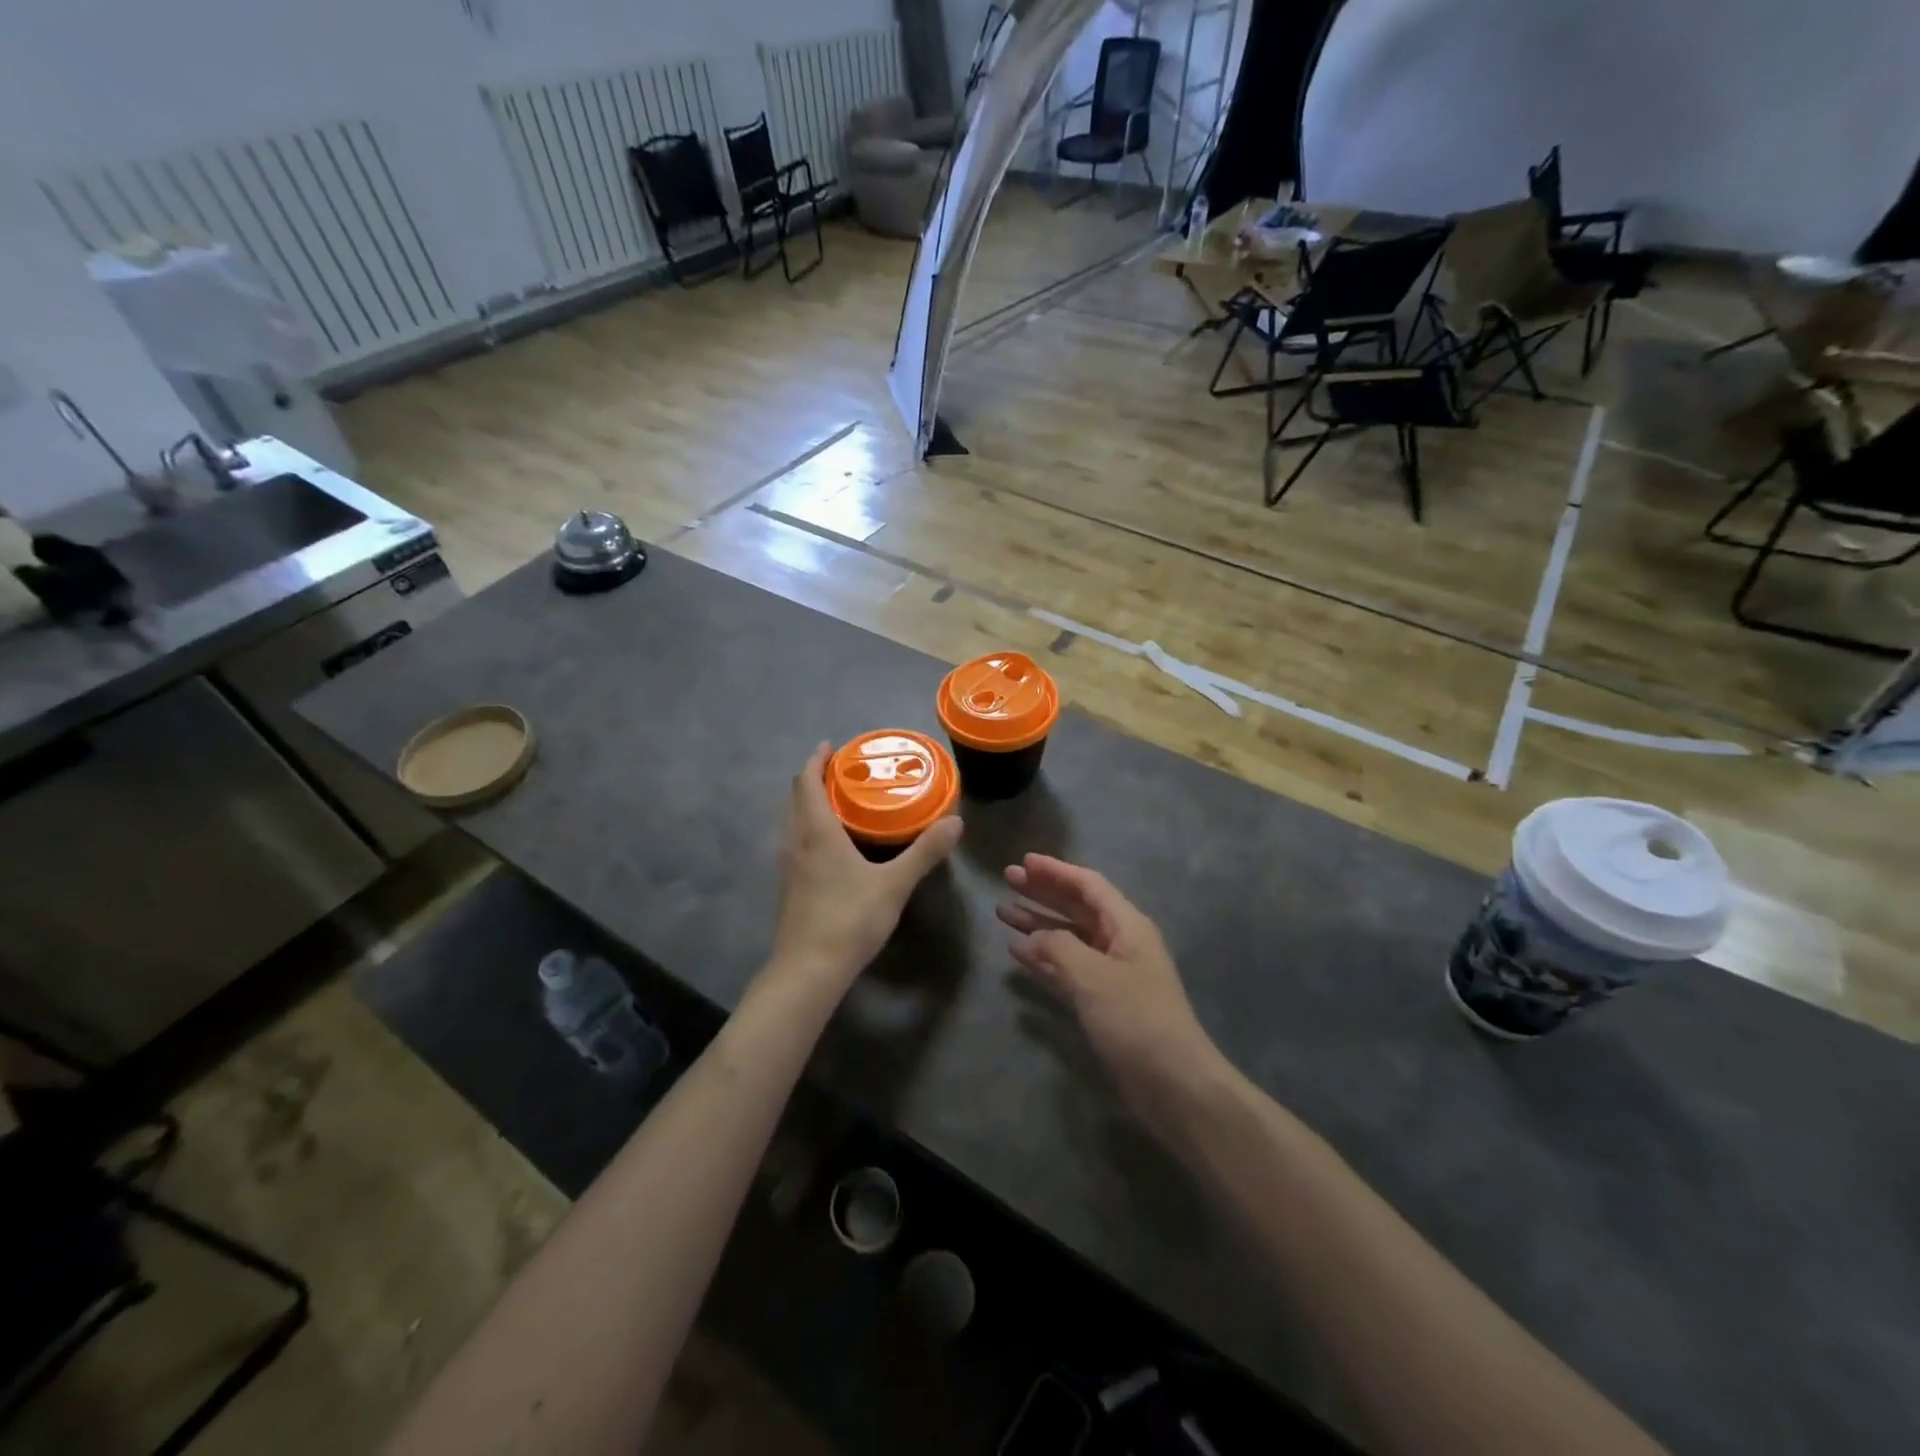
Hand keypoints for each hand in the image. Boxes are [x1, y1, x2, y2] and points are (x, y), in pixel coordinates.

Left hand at [767, 743, 961, 991]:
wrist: (808, 971)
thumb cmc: (849, 918)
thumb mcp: (894, 884)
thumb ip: (925, 852)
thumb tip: (955, 822)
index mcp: (816, 832)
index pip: (806, 782)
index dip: (816, 760)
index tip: (831, 746)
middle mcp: (794, 842)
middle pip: (796, 799)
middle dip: (815, 780)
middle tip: (843, 773)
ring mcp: (786, 867)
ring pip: (793, 823)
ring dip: (810, 806)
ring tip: (840, 805)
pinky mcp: (788, 888)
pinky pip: (795, 844)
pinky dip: (809, 831)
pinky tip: (832, 848)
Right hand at [998, 855, 1223, 1119]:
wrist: (1172, 1084)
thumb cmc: (1136, 1019)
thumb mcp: (1093, 975)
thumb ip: (1058, 946)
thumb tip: (1035, 937)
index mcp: (1127, 926)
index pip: (1088, 886)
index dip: (1056, 871)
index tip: (1024, 862)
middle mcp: (1120, 943)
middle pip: (1076, 907)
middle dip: (1043, 893)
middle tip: (1007, 881)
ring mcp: (1111, 974)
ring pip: (1068, 938)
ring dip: (1038, 924)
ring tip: (1002, 914)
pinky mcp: (1102, 1002)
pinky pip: (1067, 968)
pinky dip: (1044, 958)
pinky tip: (1018, 953)